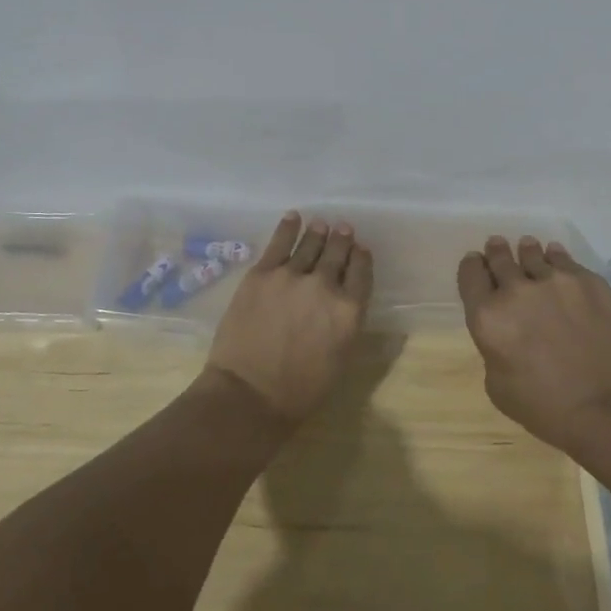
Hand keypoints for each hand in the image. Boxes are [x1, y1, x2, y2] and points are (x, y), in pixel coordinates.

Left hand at [204, 213, 373, 427]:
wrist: (249, 393)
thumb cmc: (300, 390)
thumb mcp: (340, 359)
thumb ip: (347, 324)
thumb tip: (349, 303)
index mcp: (349, 310)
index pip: (361, 273)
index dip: (361, 258)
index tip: (360, 249)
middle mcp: (325, 285)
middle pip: (337, 253)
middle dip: (342, 239)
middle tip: (343, 228)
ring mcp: (291, 275)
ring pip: (310, 244)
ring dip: (318, 232)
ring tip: (321, 224)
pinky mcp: (261, 273)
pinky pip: (279, 242)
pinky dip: (288, 227)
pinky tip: (293, 217)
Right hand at [457, 235, 610, 453]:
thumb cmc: (546, 408)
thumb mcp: (498, 386)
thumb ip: (493, 349)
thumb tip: (505, 333)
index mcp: (488, 317)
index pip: (470, 275)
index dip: (472, 268)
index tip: (476, 265)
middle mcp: (517, 290)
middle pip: (499, 257)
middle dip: (496, 252)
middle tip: (497, 246)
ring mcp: (555, 282)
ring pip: (533, 252)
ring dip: (526, 251)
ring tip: (528, 247)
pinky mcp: (589, 282)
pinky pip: (566, 260)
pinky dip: (557, 257)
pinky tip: (557, 257)